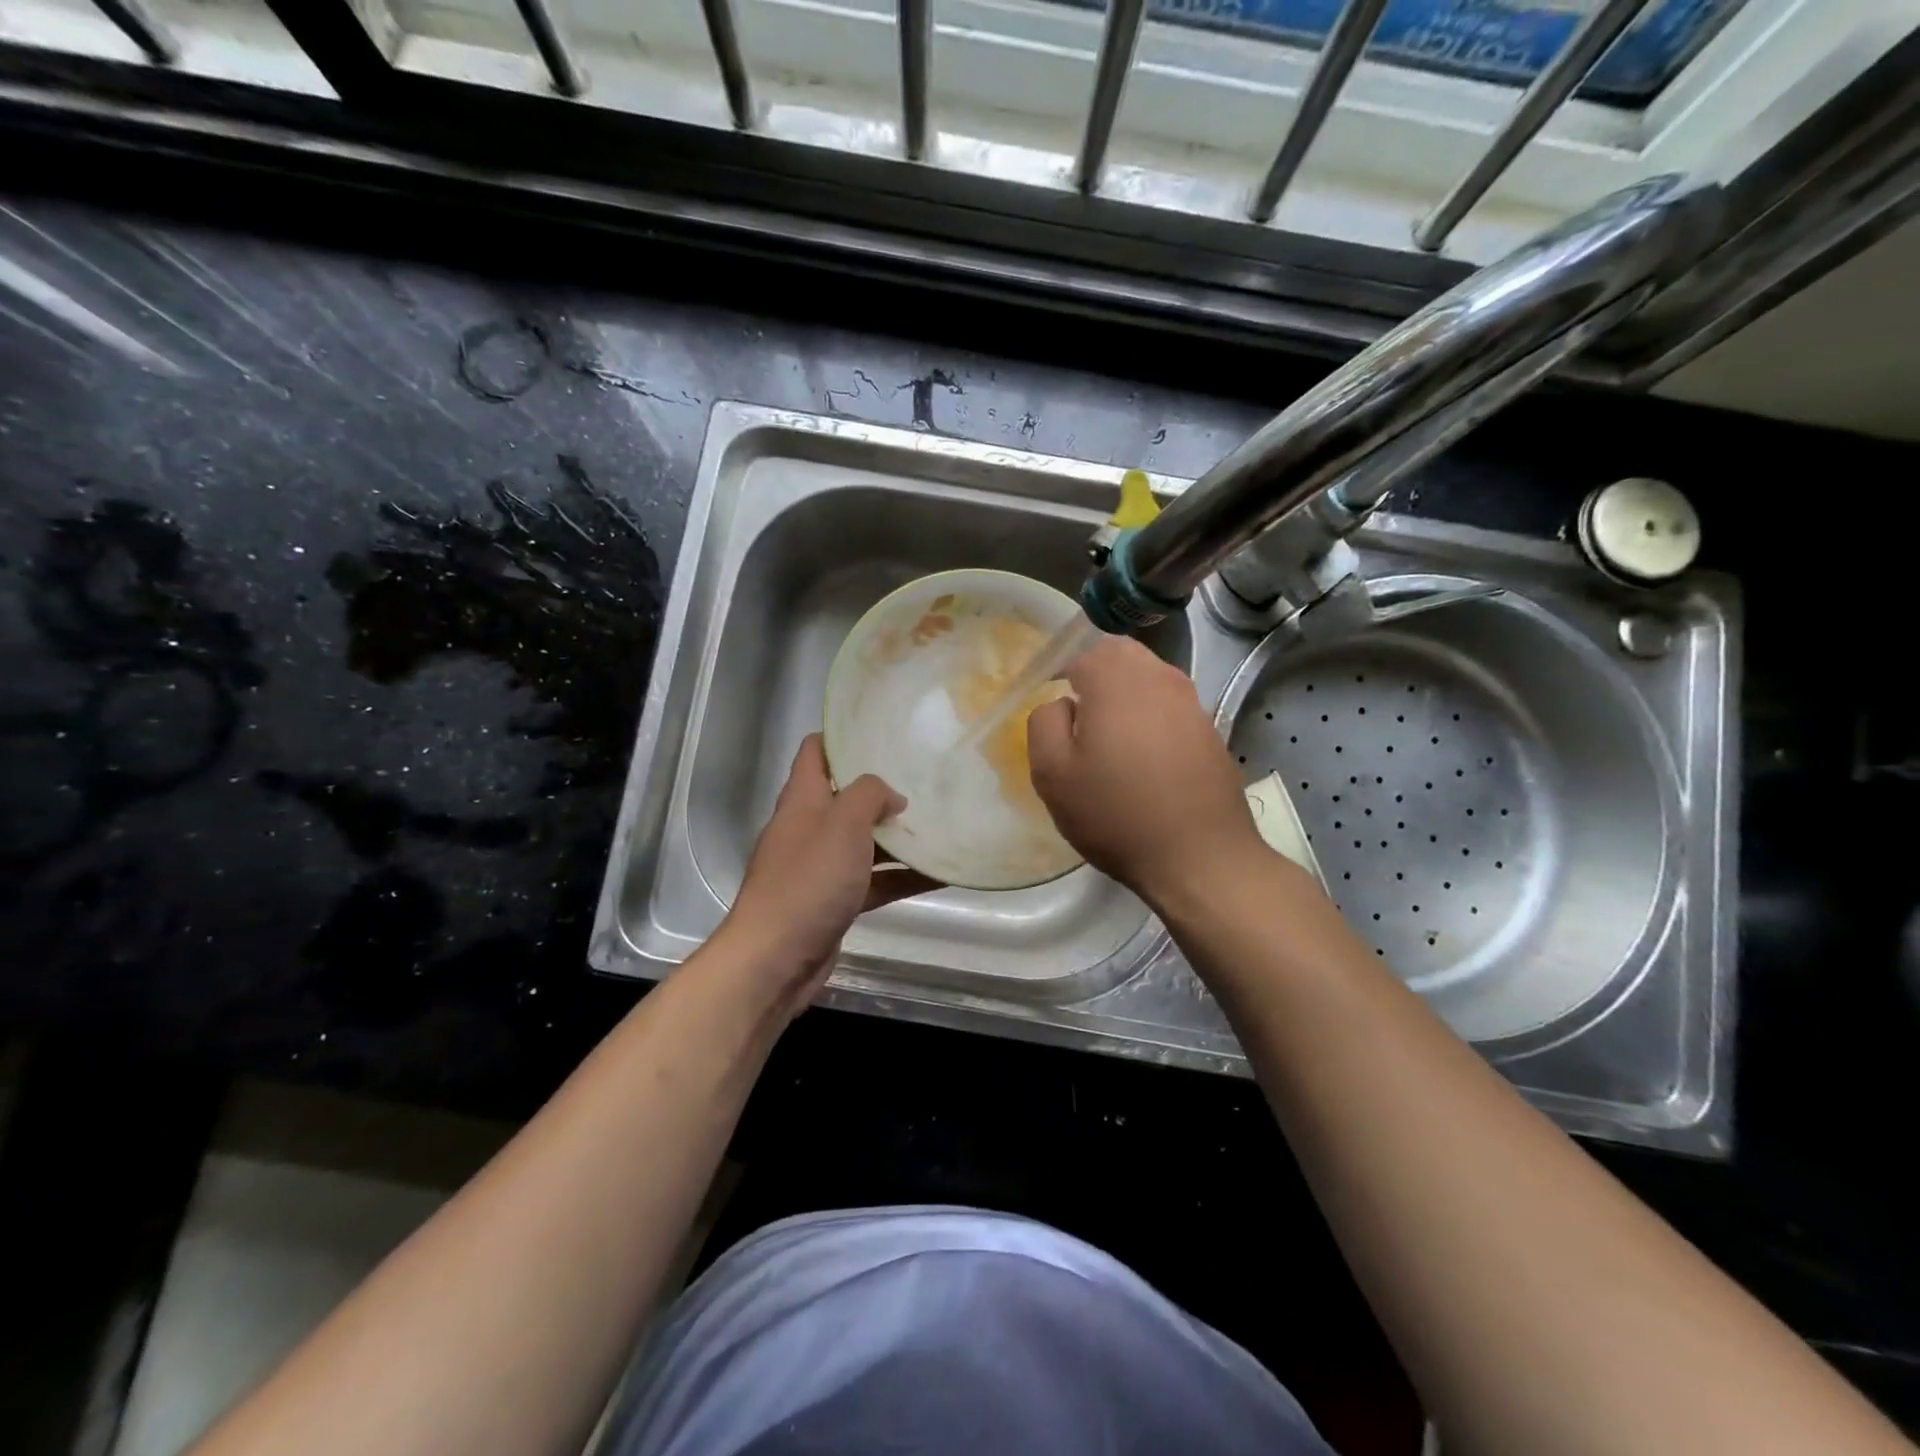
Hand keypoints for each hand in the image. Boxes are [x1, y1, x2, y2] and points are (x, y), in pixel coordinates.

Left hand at [716, 734, 935, 1014]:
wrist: (775, 958)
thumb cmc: (808, 880)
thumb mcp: (843, 823)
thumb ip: (869, 795)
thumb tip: (891, 796)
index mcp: (802, 800)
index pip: (816, 752)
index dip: (843, 737)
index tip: (882, 733)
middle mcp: (808, 828)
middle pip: (844, 797)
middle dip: (882, 790)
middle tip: (925, 779)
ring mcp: (820, 867)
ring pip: (863, 842)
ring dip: (897, 837)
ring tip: (941, 825)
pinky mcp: (833, 902)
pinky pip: (872, 881)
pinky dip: (900, 877)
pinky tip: (938, 875)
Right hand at [1028, 634, 1263, 911]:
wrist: (1201, 857)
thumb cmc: (1117, 813)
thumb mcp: (1052, 774)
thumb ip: (1044, 723)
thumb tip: (1061, 704)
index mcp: (1116, 678)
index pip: (1080, 648)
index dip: (1058, 669)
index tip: (1047, 699)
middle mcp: (1159, 677)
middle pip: (1118, 655)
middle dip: (1093, 673)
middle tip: (1075, 713)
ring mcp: (1191, 702)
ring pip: (1147, 678)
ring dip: (1123, 695)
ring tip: (1107, 737)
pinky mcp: (1210, 730)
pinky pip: (1169, 707)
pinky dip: (1149, 718)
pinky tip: (1142, 759)